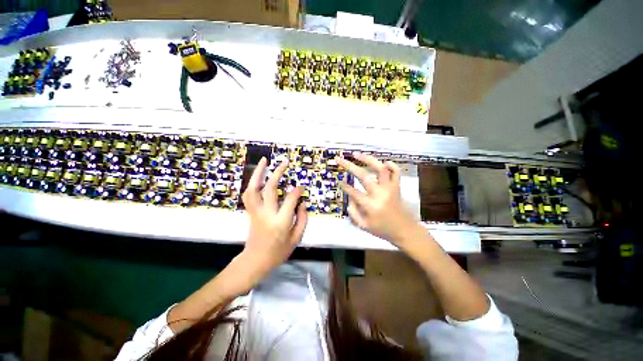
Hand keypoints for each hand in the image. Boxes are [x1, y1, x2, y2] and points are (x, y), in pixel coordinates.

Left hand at [240, 157, 307, 275]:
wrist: (255, 261)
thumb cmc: (278, 252)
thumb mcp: (296, 239)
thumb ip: (302, 219)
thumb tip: (303, 203)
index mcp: (280, 222)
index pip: (290, 200)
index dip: (297, 190)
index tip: (302, 187)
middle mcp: (266, 214)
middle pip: (270, 189)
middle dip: (278, 173)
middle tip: (285, 162)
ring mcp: (256, 212)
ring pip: (254, 188)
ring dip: (258, 173)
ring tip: (264, 161)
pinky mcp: (250, 212)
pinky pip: (249, 194)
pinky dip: (252, 182)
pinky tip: (257, 175)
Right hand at [338, 153, 419, 245]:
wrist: (405, 231)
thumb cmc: (382, 230)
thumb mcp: (363, 226)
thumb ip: (353, 212)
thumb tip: (349, 197)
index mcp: (370, 206)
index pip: (353, 191)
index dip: (344, 185)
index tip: (339, 181)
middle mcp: (380, 194)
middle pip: (363, 175)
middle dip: (349, 166)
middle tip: (340, 160)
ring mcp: (390, 188)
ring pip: (380, 168)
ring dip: (368, 159)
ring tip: (357, 154)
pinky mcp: (397, 187)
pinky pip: (396, 172)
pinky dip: (391, 165)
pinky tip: (383, 162)